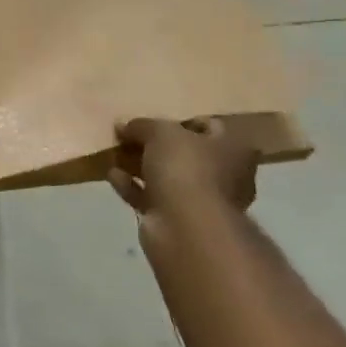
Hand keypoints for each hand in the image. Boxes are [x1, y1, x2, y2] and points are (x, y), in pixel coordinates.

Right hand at [109, 117, 260, 221]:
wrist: (185, 228)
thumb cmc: (186, 168)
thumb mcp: (161, 132)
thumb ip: (142, 125)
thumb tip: (123, 125)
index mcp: (232, 150)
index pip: (209, 127)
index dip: (180, 121)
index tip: (153, 118)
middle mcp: (223, 176)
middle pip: (184, 153)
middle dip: (155, 145)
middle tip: (128, 135)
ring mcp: (199, 202)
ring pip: (165, 177)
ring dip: (139, 165)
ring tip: (113, 153)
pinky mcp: (175, 221)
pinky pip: (150, 197)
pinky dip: (132, 186)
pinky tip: (112, 175)